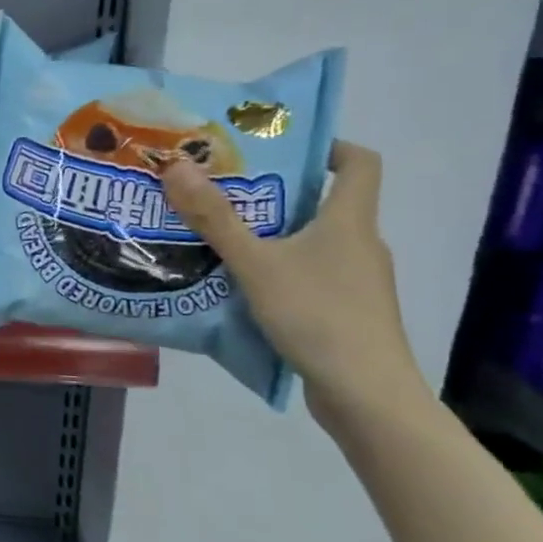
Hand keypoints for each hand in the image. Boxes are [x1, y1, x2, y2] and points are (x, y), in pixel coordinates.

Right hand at [161, 141, 424, 421]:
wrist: (366, 395)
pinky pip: (310, 276)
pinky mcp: (346, 313)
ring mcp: (357, 282)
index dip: (328, 146)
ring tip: (223, 237)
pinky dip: (280, 271)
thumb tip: (176, 165)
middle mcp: (360, 244)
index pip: (359, 162)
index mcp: (350, 221)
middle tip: (225, 190)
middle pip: (326, 202)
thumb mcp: (256, 263)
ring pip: (314, 242)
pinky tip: (243, 286)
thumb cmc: (318, 315)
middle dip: (277, 193)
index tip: (281, 147)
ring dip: (274, 235)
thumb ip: (214, 218)